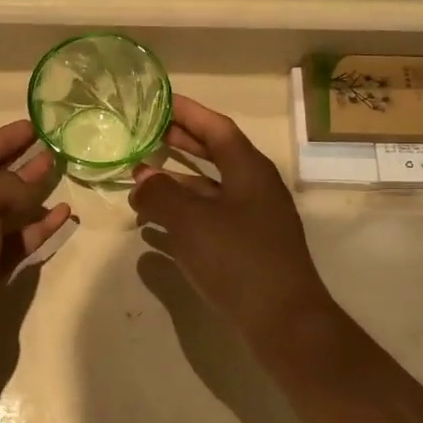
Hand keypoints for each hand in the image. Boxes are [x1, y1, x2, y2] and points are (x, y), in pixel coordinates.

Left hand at [0, 120, 72, 389]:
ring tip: (64, 176)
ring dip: (31, 195)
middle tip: (55, 148)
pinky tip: (62, 215)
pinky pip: (13, 242)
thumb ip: (5, 184)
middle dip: (20, 164)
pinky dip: (36, 228)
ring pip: (3, 212)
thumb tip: (29, 182)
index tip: (34, 125)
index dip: (3, 138)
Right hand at [131, 95, 335, 342]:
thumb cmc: (238, 259)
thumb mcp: (191, 220)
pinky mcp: (246, 248)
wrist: (283, 322)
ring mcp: (253, 219)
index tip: (158, 100)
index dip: (187, 111)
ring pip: (209, 189)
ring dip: (176, 182)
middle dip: (180, 143)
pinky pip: (208, 218)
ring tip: (139, 180)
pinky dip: (182, 214)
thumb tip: (142, 180)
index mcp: (249, 169)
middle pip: (214, 154)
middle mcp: (254, 188)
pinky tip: (154, 225)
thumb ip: (160, 194)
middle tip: (145, 134)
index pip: (216, 127)